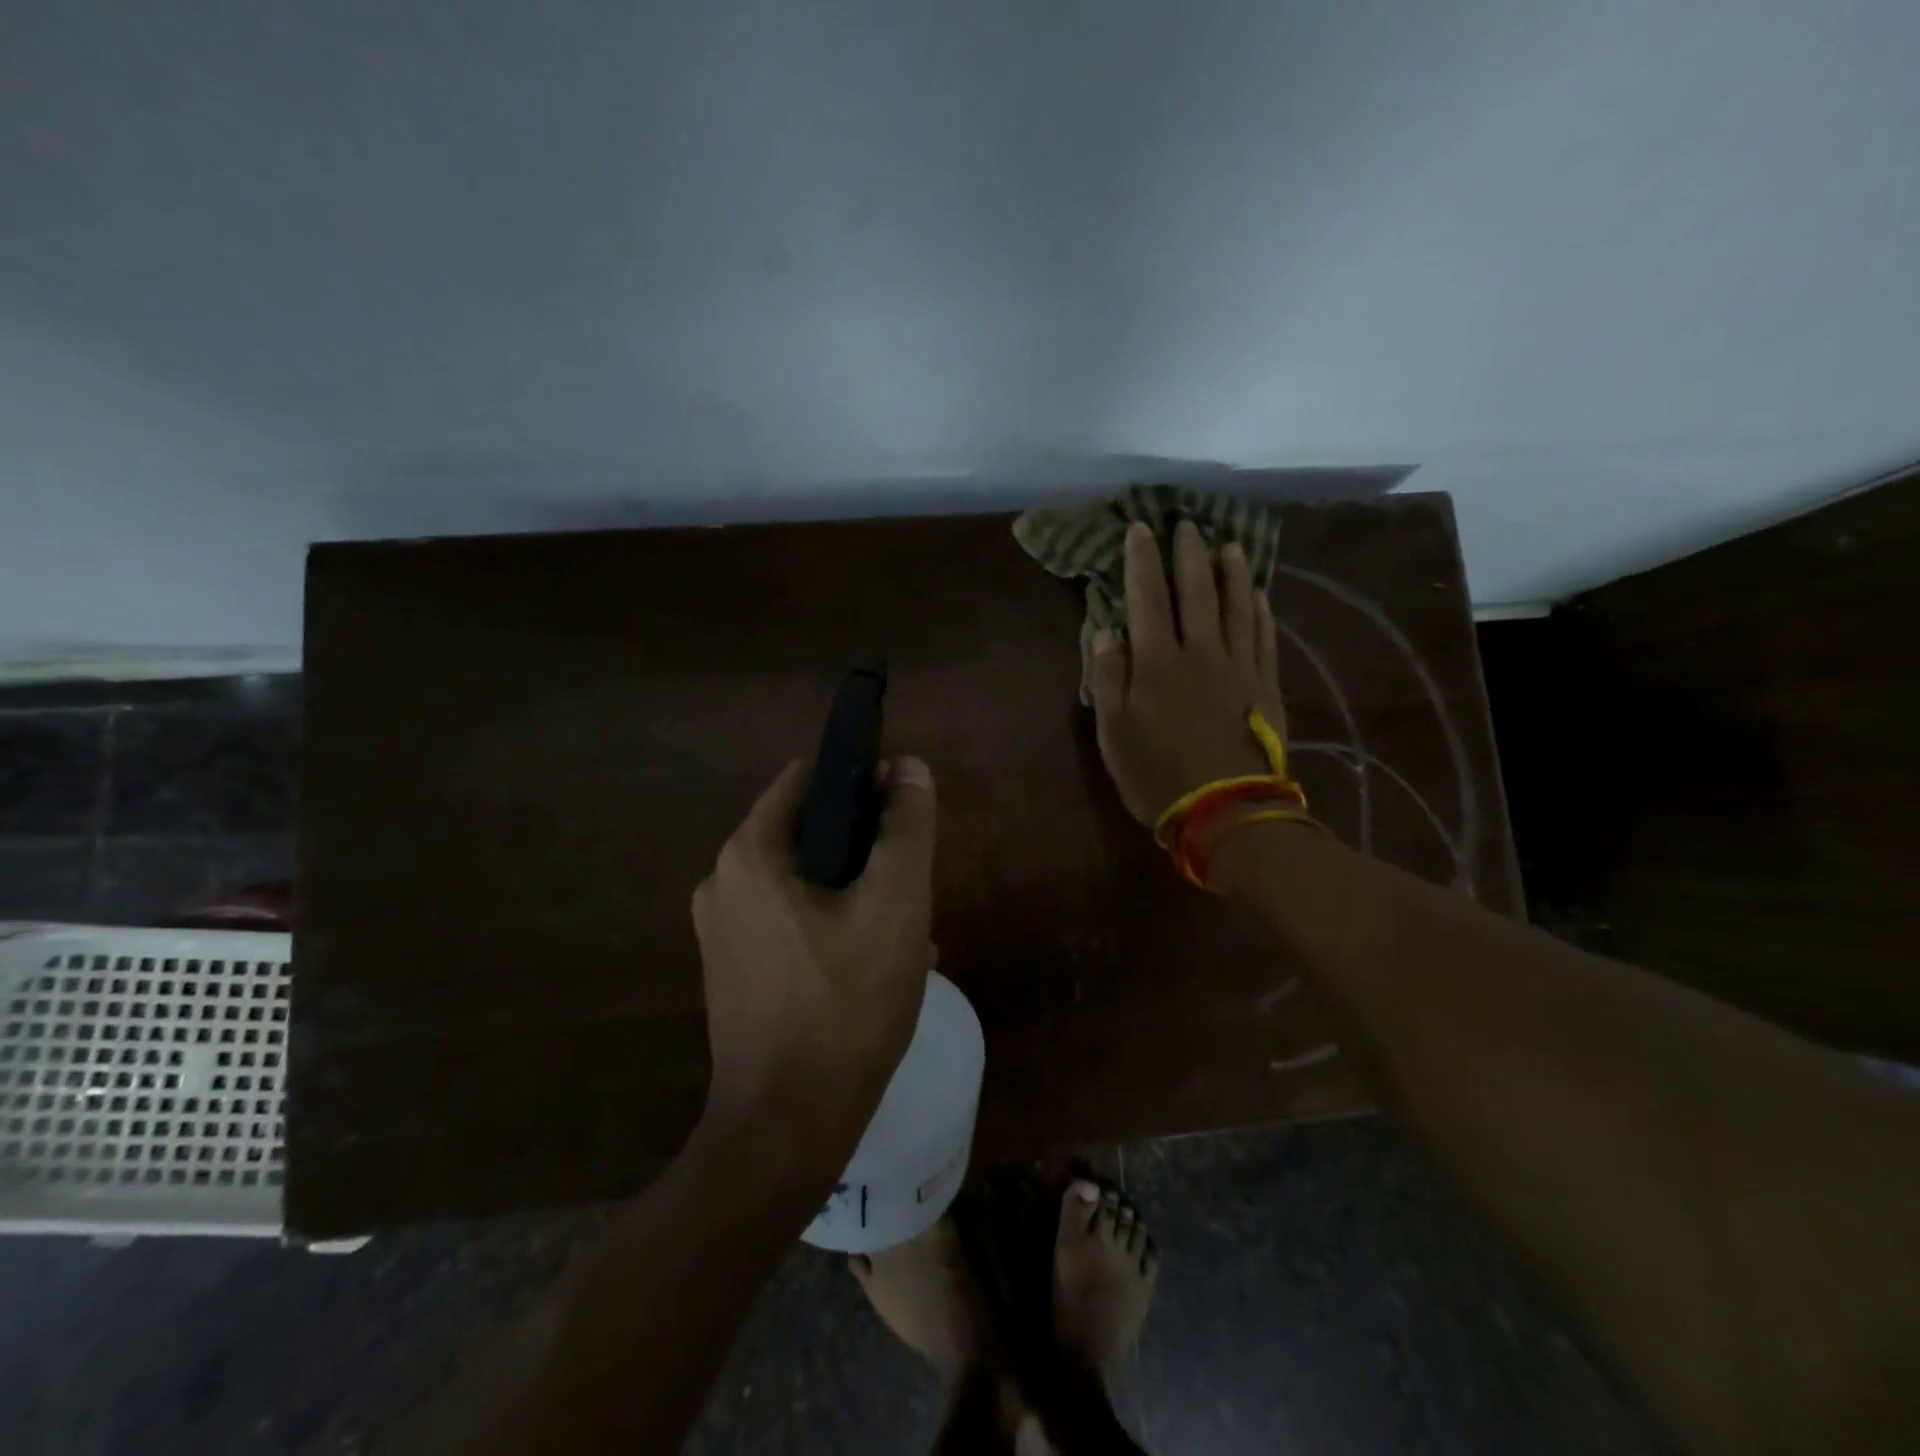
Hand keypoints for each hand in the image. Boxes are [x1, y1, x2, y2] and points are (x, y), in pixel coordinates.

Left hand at [691, 757, 937, 1139]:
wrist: (786, 1129)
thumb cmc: (846, 1004)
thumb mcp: (896, 903)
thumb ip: (906, 825)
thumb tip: (908, 766)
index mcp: (749, 853)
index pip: (809, 779)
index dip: (861, 783)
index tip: (902, 819)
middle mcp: (722, 882)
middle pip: (809, 833)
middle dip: (864, 850)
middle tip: (909, 888)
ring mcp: (722, 931)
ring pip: (805, 881)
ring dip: (855, 892)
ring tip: (903, 933)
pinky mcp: (733, 971)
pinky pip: (790, 922)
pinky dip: (832, 926)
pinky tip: (874, 966)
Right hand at [1090, 519, 1287, 825]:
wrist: (1226, 811)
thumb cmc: (1157, 775)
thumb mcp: (1113, 733)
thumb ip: (1108, 677)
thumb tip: (1105, 630)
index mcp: (1157, 662)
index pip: (1146, 598)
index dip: (1142, 561)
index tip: (1140, 528)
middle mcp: (1200, 652)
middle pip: (1196, 591)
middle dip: (1189, 554)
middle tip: (1188, 523)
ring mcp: (1239, 667)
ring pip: (1237, 606)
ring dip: (1232, 572)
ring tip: (1230, 545)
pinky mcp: (1266, 686)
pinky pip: (1264, 637)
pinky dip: (1261, 610)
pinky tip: (1260, 594)